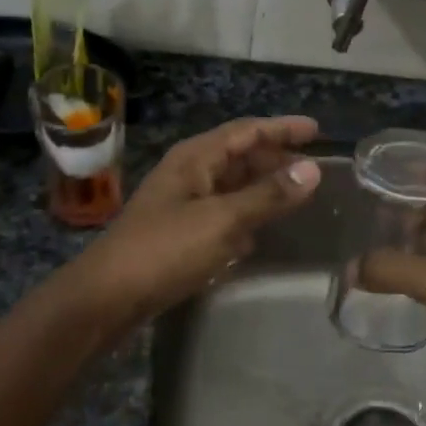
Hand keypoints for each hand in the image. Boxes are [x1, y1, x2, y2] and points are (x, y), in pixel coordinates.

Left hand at [69, 116, 321, 323]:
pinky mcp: (181, 234)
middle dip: (276, 159)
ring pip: (232, 186)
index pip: (246, 131)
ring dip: (263, 188)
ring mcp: (183, 204)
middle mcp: (189, 174)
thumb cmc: (165, 249)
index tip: (317, 130)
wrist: (109, 296)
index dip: (281, 128)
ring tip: (299, 196)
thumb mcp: (222, 220)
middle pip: (239, 156)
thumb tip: (313, 170)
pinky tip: (265, 231)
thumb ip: (268, 195)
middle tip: (314, 170)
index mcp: (195, 158)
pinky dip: (247, 216)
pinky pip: (223, 215)